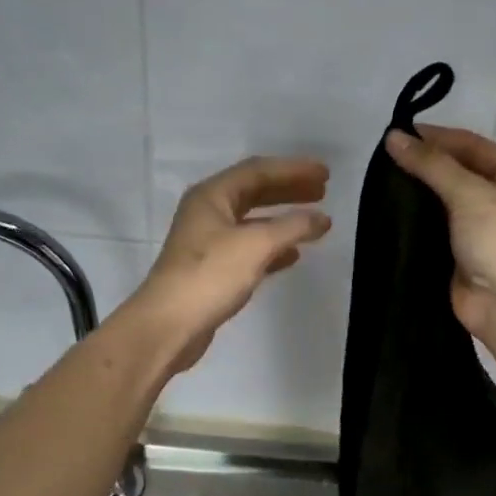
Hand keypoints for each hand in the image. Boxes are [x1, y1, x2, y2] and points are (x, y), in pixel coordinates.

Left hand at [128, 156, 331, 373]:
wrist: (170, 325)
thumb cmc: (210, 275)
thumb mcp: (256, 245)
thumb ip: (292, 228)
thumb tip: (322, 218)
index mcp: (212, 196)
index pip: (258, 171)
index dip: (293, 170)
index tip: (325, 174)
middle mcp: (208, 212)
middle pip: (254, 192)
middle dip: (289, 190)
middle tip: (323, 192)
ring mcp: (209, 242)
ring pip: (253, 222)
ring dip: (283, 219)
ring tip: (314, 222)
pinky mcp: (213, 269)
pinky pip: (249, 248)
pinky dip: (273, 247)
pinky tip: (293, 255)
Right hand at [384, 125, 495, 348]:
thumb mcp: (470, 193)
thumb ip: (431, 165)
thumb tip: (393, 136)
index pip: (473, 146)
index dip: (436, 138)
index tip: (397, 133)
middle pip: (459, 172)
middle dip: (425, 165)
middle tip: (383, 157)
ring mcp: (485, 229)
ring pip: (446, 201)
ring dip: (418, 192)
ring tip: (381, 180)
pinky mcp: (464, 254)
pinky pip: (438, 228)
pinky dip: (417, 220)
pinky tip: (390, 210)